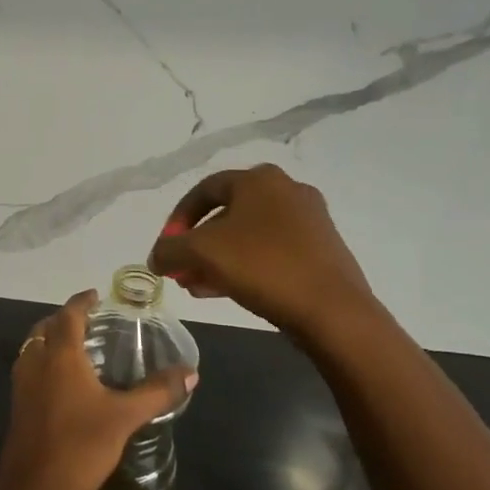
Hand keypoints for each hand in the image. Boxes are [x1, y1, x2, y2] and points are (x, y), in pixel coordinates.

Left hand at [0, 290, 196, 489]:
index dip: (81, 302)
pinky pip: (30, 371)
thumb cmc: (81, 445)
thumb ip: (157, 392)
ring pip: (33, 349)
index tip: (95, 295)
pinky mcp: (18, 408)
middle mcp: (36, 363)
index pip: (69, 315)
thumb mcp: (125, 417)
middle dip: (64, 319)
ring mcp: (22, 386)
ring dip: (50, 340)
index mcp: (60, 355)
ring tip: (78, 348)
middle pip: (45, 328)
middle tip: (89, 321)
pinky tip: (65, 384)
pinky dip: (45, 363)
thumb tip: (191, 373)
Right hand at [147, 164, 375, 338]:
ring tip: (197, 286)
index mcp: (259, 180)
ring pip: (248, 236)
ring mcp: (308, 220)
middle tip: (181, 271)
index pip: (204, 189)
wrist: (332, 309)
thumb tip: (156, 256)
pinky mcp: (321, 249)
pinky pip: (270, 251)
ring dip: (217, 259)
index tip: (166, 247)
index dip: (178, 218)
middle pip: (226, 214)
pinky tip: (226, 292)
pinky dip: (244, 266)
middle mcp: (286, 191)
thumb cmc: (262, 266)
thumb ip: (169, 250)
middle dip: (197, 244)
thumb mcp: (202, 253)